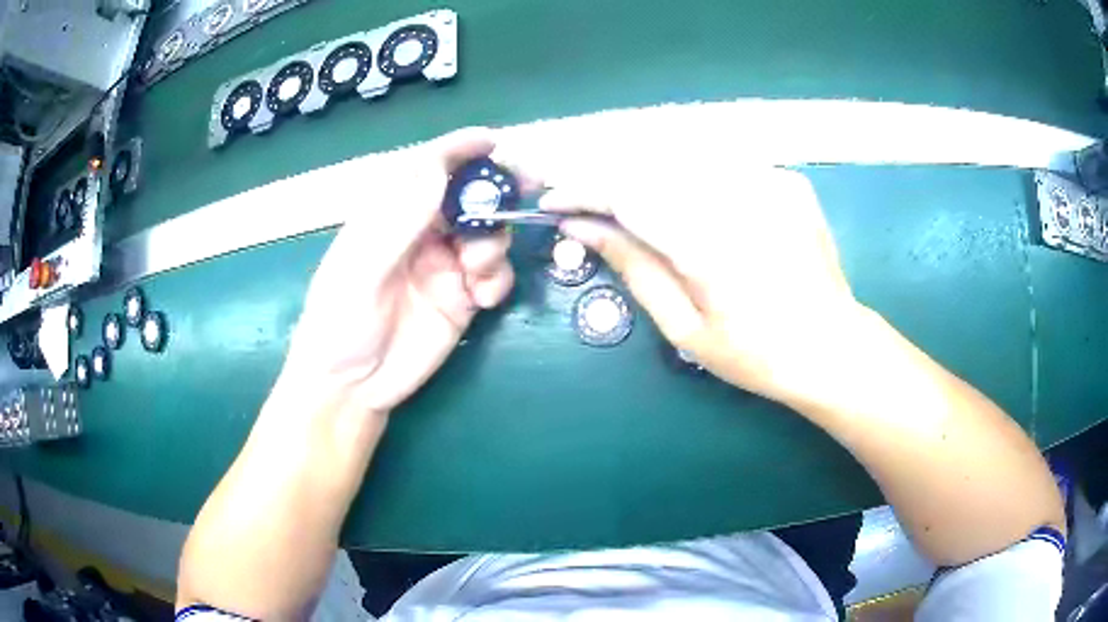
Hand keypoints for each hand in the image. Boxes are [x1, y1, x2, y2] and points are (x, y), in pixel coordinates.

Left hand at [278, 128, 528, 414]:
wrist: (350, 388)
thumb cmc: (340, 324)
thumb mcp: (361, 270)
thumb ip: (399, 221)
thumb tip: (436, 167)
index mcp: (388, 216)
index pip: (427, 170)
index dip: (459, 151)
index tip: (494, 141)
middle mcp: (420, 234)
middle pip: (466, 196)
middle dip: (496, 189)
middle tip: (528, 186)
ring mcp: (444, 267)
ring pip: (487, 234)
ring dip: (495, 243)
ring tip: (478, 271)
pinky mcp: (461, 300)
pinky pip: (494, 277)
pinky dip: (498, 280)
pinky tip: (483, 299)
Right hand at [543, 162, 861, 404]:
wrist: (832, 347)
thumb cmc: (755, 354)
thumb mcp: (685, 327)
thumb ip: (633, 266)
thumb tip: (580, 227)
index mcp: (710, 243)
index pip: (626, 193)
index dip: (582, 190)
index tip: (553, 201)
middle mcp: (739, 197)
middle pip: (651, 164)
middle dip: (608, 179)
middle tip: (586, 205)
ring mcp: (770, 180)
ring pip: (684, 156)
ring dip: (647, 176)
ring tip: (631, 207)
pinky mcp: (787, 179)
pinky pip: (723, 163)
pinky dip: (692, 177)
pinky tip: (693, 206)